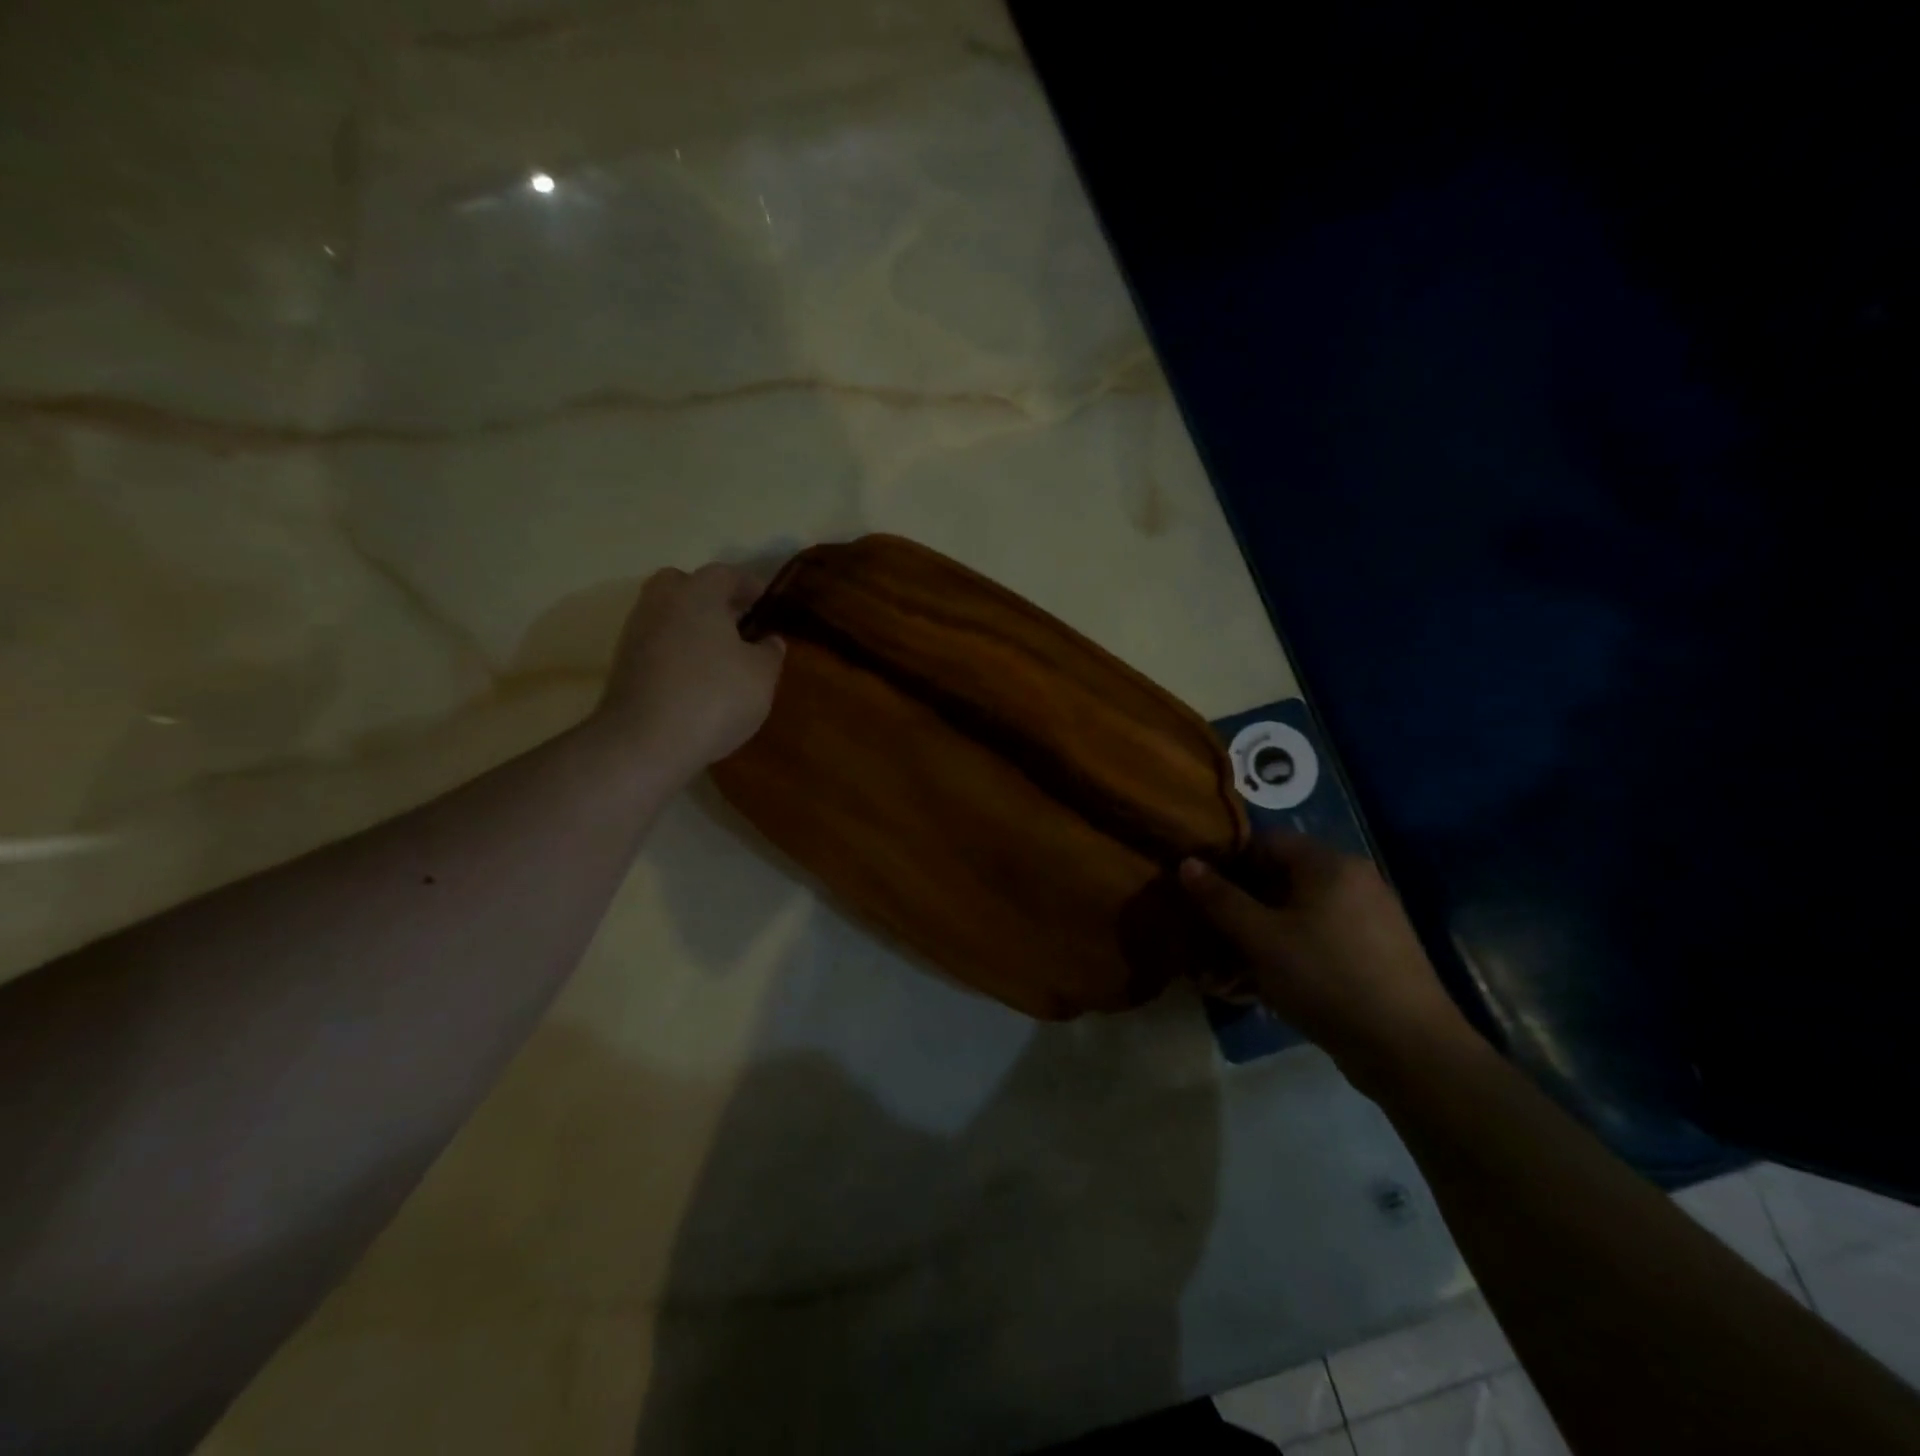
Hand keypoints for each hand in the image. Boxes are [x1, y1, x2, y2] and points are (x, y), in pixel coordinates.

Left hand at [594, 562, 785, 778]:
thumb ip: (769, 652)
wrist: (645, 742)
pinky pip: (657, 644)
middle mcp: (661, 602)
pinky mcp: (624, 664)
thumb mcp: (761, 676)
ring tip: (720, 653)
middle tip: (736, 621)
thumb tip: (770, 640)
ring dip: (692, 626)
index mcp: (697, 593)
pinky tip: (696, 677)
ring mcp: (636, 633)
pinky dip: (676, 651)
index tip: (766, 602)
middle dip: (710, 598)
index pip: (726, 574)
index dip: (750, 585)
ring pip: (668, 615)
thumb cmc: (714, 697)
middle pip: (685, 585)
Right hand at [1179, 833, 1479, 1093]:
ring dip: (1257, 937)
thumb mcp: (1262, 939)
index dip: (1226, 859)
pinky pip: (1317, 940)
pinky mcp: (1374, 954)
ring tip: (1223, 971)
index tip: (1197, 887)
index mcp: (1329, 864)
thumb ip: (1220, 899)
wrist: (1411, 1051)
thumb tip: (1187, 863)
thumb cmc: (1326, 978)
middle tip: (1206, 932)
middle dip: (1239, 906)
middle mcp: (1352, 881)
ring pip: (1296, 915)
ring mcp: (1368, 919)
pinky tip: (1260, 987)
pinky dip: (1286, 955)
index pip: (1266, 841)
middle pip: (1280, 879)